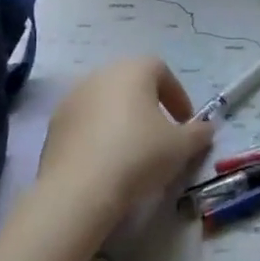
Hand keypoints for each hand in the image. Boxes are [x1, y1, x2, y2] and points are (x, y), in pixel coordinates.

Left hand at [35, 57, 213, 238]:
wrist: (79, 190)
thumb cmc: (139, 155)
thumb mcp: (182, 146)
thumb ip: (198, 133)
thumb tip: (206, 128)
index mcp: (132, 71)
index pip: (160, 70)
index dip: (177, 94)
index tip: (185, 122)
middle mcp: (99, 76)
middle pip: (130, 84)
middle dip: (148, 105)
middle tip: (161, 134)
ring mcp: (71, 100)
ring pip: (105, 104)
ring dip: (122, 120)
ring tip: (133, 152)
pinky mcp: (53, 127)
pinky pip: (85, 125)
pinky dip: (99, 136)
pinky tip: (108, 164)